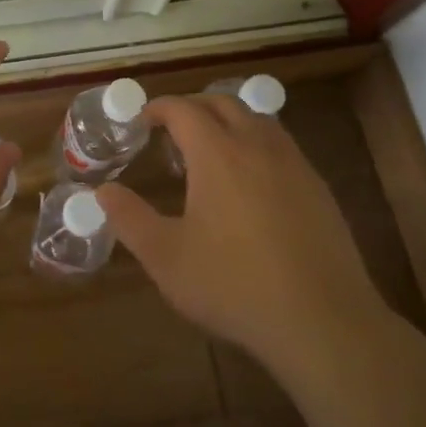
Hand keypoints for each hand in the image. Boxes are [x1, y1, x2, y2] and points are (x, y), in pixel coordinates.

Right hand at [99, 95, 390, 373]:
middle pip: (224, 104)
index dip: (159, 108)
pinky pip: (282, 146)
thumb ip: (130, 219)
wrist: (323, 321)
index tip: (143, 121)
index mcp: (218, 154)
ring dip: (229, 122)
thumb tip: (102, 191)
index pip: (184, 110)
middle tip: (172, 131)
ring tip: (211, 150)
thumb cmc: (235, 286)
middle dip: (194, 107)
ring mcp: (294, 165)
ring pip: (258, 120)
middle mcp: (257, 146)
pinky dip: (257, 145)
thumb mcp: (166, 258)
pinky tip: (251, 183)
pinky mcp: (319, 189)